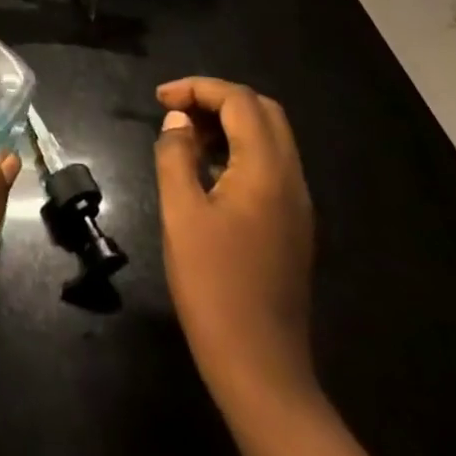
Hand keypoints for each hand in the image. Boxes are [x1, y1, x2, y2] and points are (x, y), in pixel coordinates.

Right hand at [153, 76, 315, 406]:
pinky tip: (206, 170)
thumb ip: (176, 156)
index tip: (159, 99)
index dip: (198, 88)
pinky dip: (239, 150)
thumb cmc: (213, 286)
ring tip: (184, 135)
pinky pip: (270, 165)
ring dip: (229, 123)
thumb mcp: (180, 213)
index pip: (239, 102)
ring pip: (270, 138)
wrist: (260, 367)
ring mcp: (297, 205)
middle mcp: (291, 179)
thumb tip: (178, 121)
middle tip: (175, 110)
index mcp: (266, 171)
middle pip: (263, 112)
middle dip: (217, 99)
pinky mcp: (292, 226)